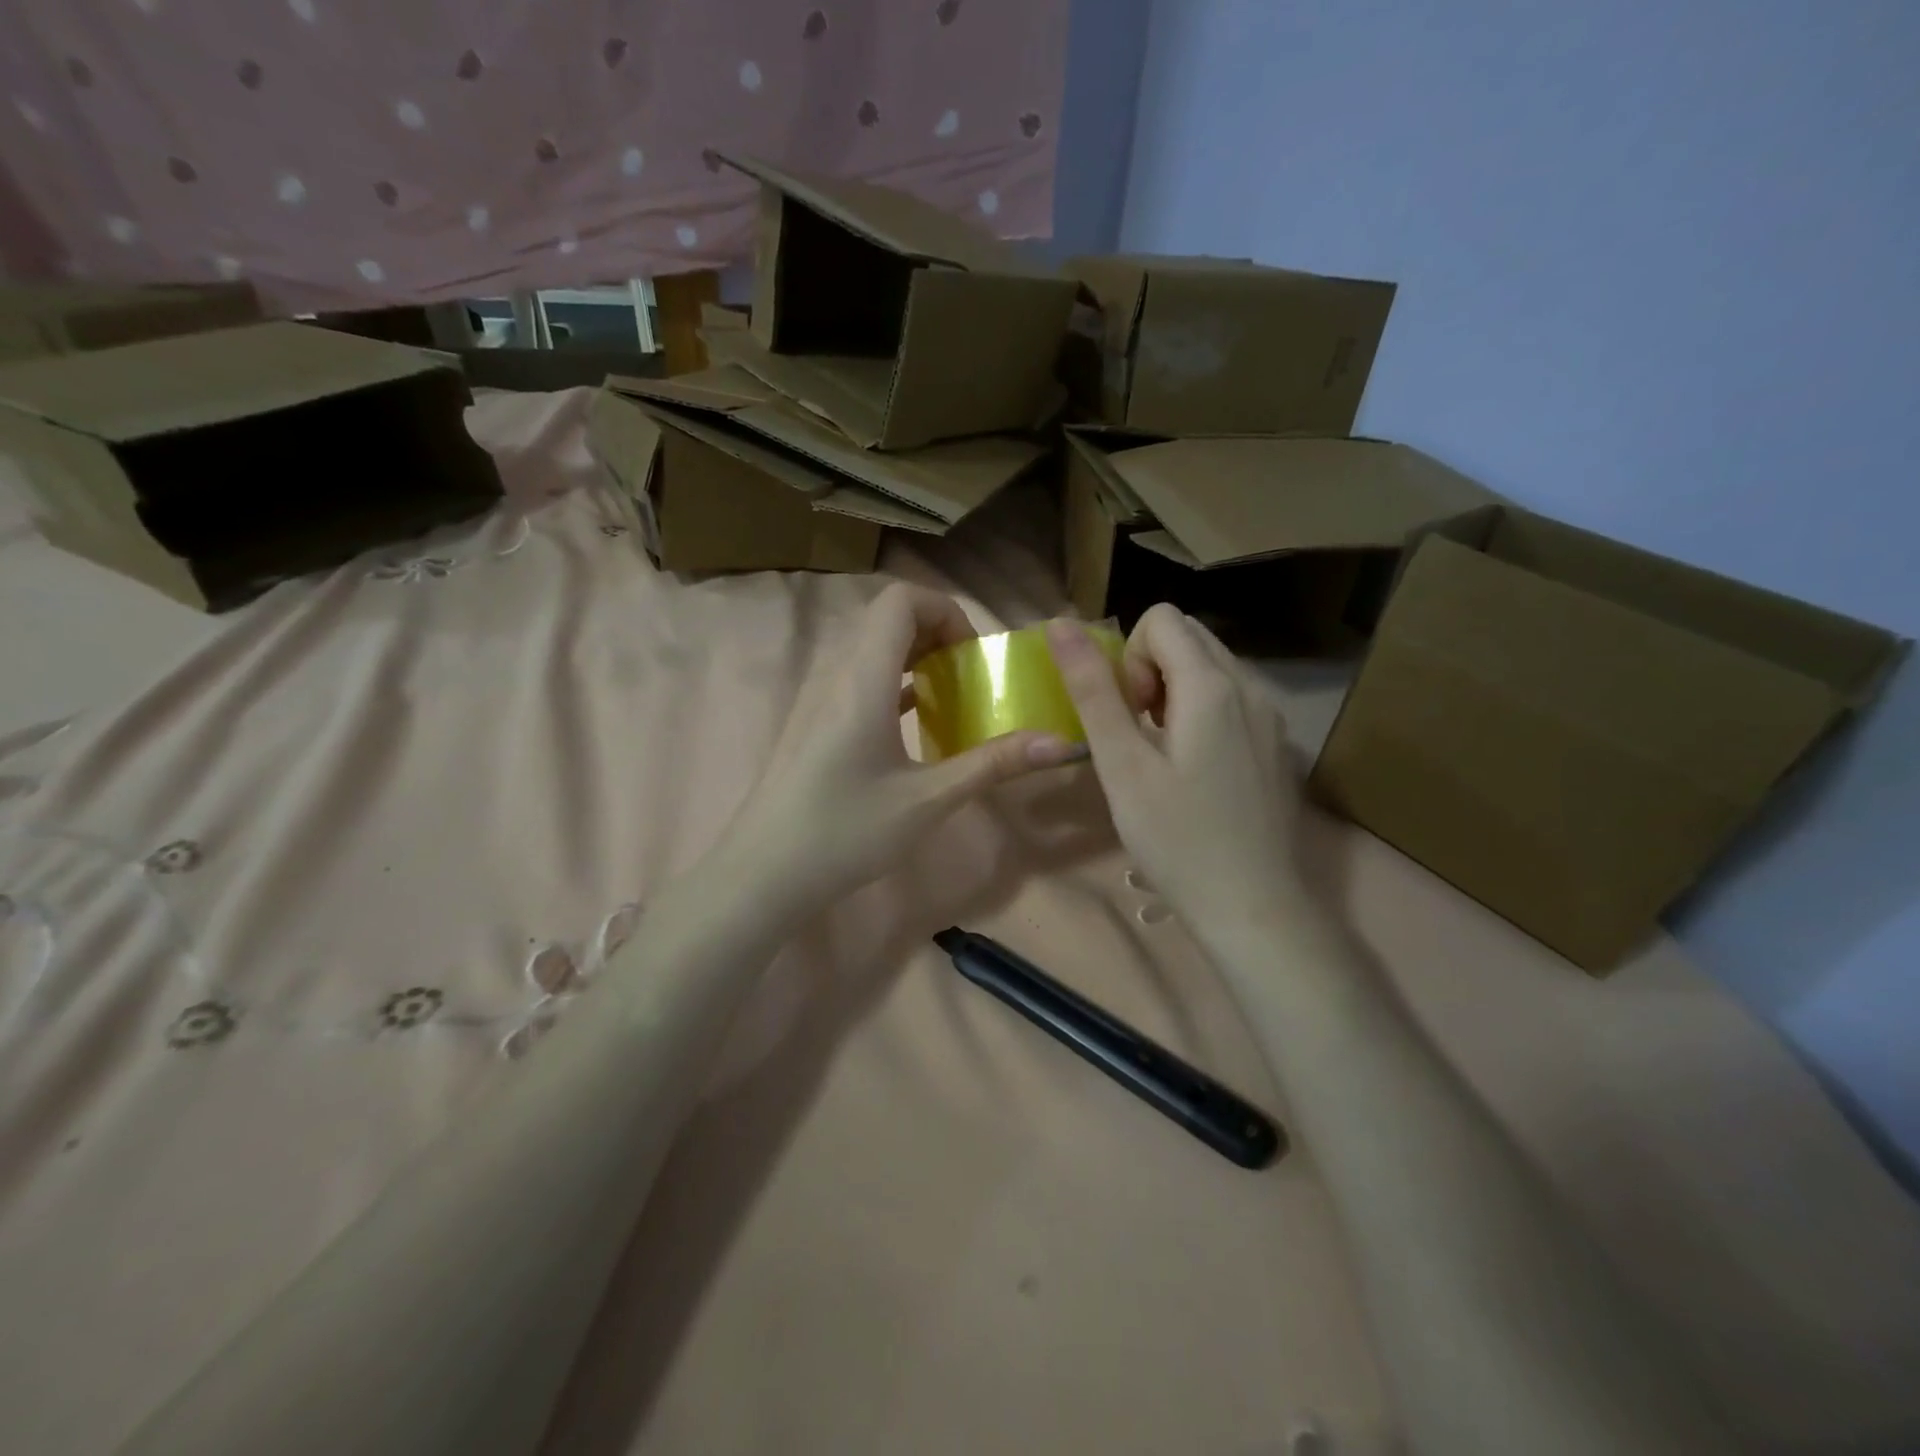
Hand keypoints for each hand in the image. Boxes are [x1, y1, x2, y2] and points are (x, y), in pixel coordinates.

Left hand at [716, 585, 1083, 912]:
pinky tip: (915, 724)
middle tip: (969, 678)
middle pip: (886, 618)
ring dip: (914, 658)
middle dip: (936, 633)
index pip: (901, 599)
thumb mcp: (928, 799)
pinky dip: (893, 682)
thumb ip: (993, 764)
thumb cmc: (845, 832)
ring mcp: (818, 697)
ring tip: (949, 699)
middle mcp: (836, 673)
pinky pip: (858, 678)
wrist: (762, 873)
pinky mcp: (813, 722)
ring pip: (870, 648)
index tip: (973, 657)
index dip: (945, 611)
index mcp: (862, 677)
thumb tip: (1060, 744)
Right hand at [1048, 605, 1309, 941]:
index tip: (1128, 714)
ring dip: (1174, 691)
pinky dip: (1201, 712)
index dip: (1130, 656)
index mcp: (1212, 686)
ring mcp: (1270, 716)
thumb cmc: (1177, 839)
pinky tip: (1193, 770)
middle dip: (1150, 669)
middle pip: (1188, 637)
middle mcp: (1250, 686)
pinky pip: (1231, 698)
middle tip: (1139, 733)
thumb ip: (1092, 690)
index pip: (1162, 618)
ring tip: (1162, 753)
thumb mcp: (1121, 765)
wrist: (1253, 907)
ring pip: (1211, 667)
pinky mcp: (1276, 743)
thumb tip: (1060, 624)